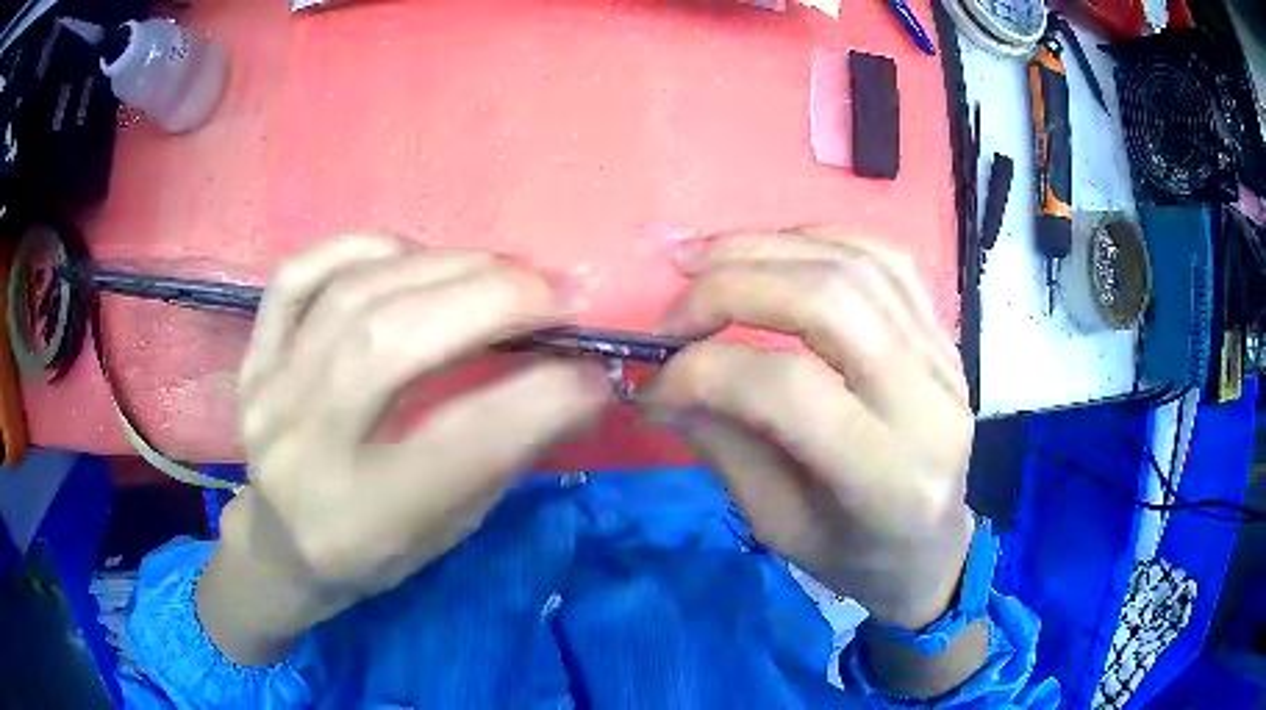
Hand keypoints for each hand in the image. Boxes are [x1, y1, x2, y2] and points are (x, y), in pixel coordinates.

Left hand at [197, 235, 610, 664]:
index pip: (463, 443)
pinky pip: (296, 277)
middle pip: (394, 343)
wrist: (281, 547)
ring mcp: (267, 396)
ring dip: (443, 267)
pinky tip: (410, 254)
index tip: (595, 369)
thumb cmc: (371, 555)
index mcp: (363, 519)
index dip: (542, 396)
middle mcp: (303, 451)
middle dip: (492, 301)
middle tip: (557, 292)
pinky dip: (361, 249)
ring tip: (501, 271)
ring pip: (354, 297)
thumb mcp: (448, 531)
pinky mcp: (251, 361)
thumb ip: (505, 455)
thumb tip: (576, 382)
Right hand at [642, 226, 973, 630]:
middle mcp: (928, 404)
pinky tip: (774, 249)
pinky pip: (886, 260)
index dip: (706, 370)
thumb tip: (664, 380)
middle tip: (674, 303)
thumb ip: (723, 445)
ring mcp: (944, 360)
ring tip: (704, 258)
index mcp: (886, 478)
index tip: (656, 379)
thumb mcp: (776, 525)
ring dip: (767, 248)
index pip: (788, 389)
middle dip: (733, 286)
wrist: (932, 550)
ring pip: (856, 266)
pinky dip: (819, 240)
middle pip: (828, 302)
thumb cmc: (854, 557)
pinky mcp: (944, 337)